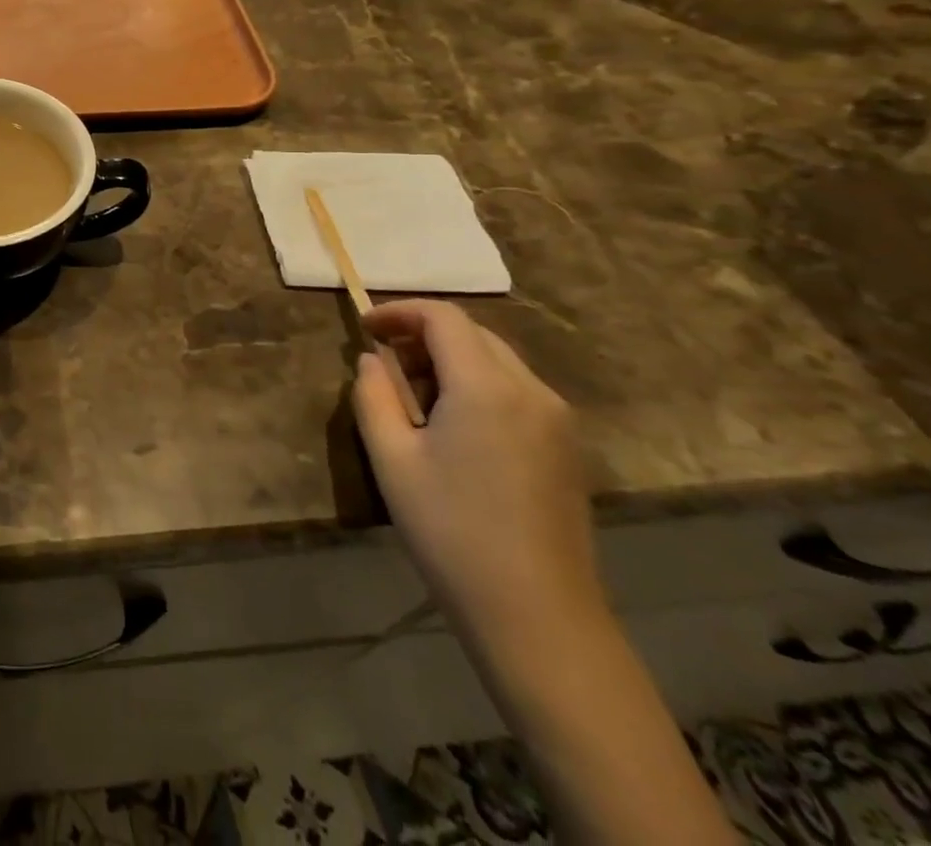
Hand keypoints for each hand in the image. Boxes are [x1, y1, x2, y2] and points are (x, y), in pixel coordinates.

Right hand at [353, 300, 601, 642]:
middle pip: (473, 333)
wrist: (538, 618)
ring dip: (450, 360)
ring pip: (496, 360)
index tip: (364, 329)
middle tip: (383, 365)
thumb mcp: (391, 459)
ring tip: (413, 398)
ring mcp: (557, 420)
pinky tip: (453, 426)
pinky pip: (515, 390)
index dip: (399, 312)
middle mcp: (532, 391)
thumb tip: (372, 361)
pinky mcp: (566, 447)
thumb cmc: (452, 532)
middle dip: (423, 335)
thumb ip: (373, 396)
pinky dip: (476, 385)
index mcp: (487, 387)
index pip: (443, 317)